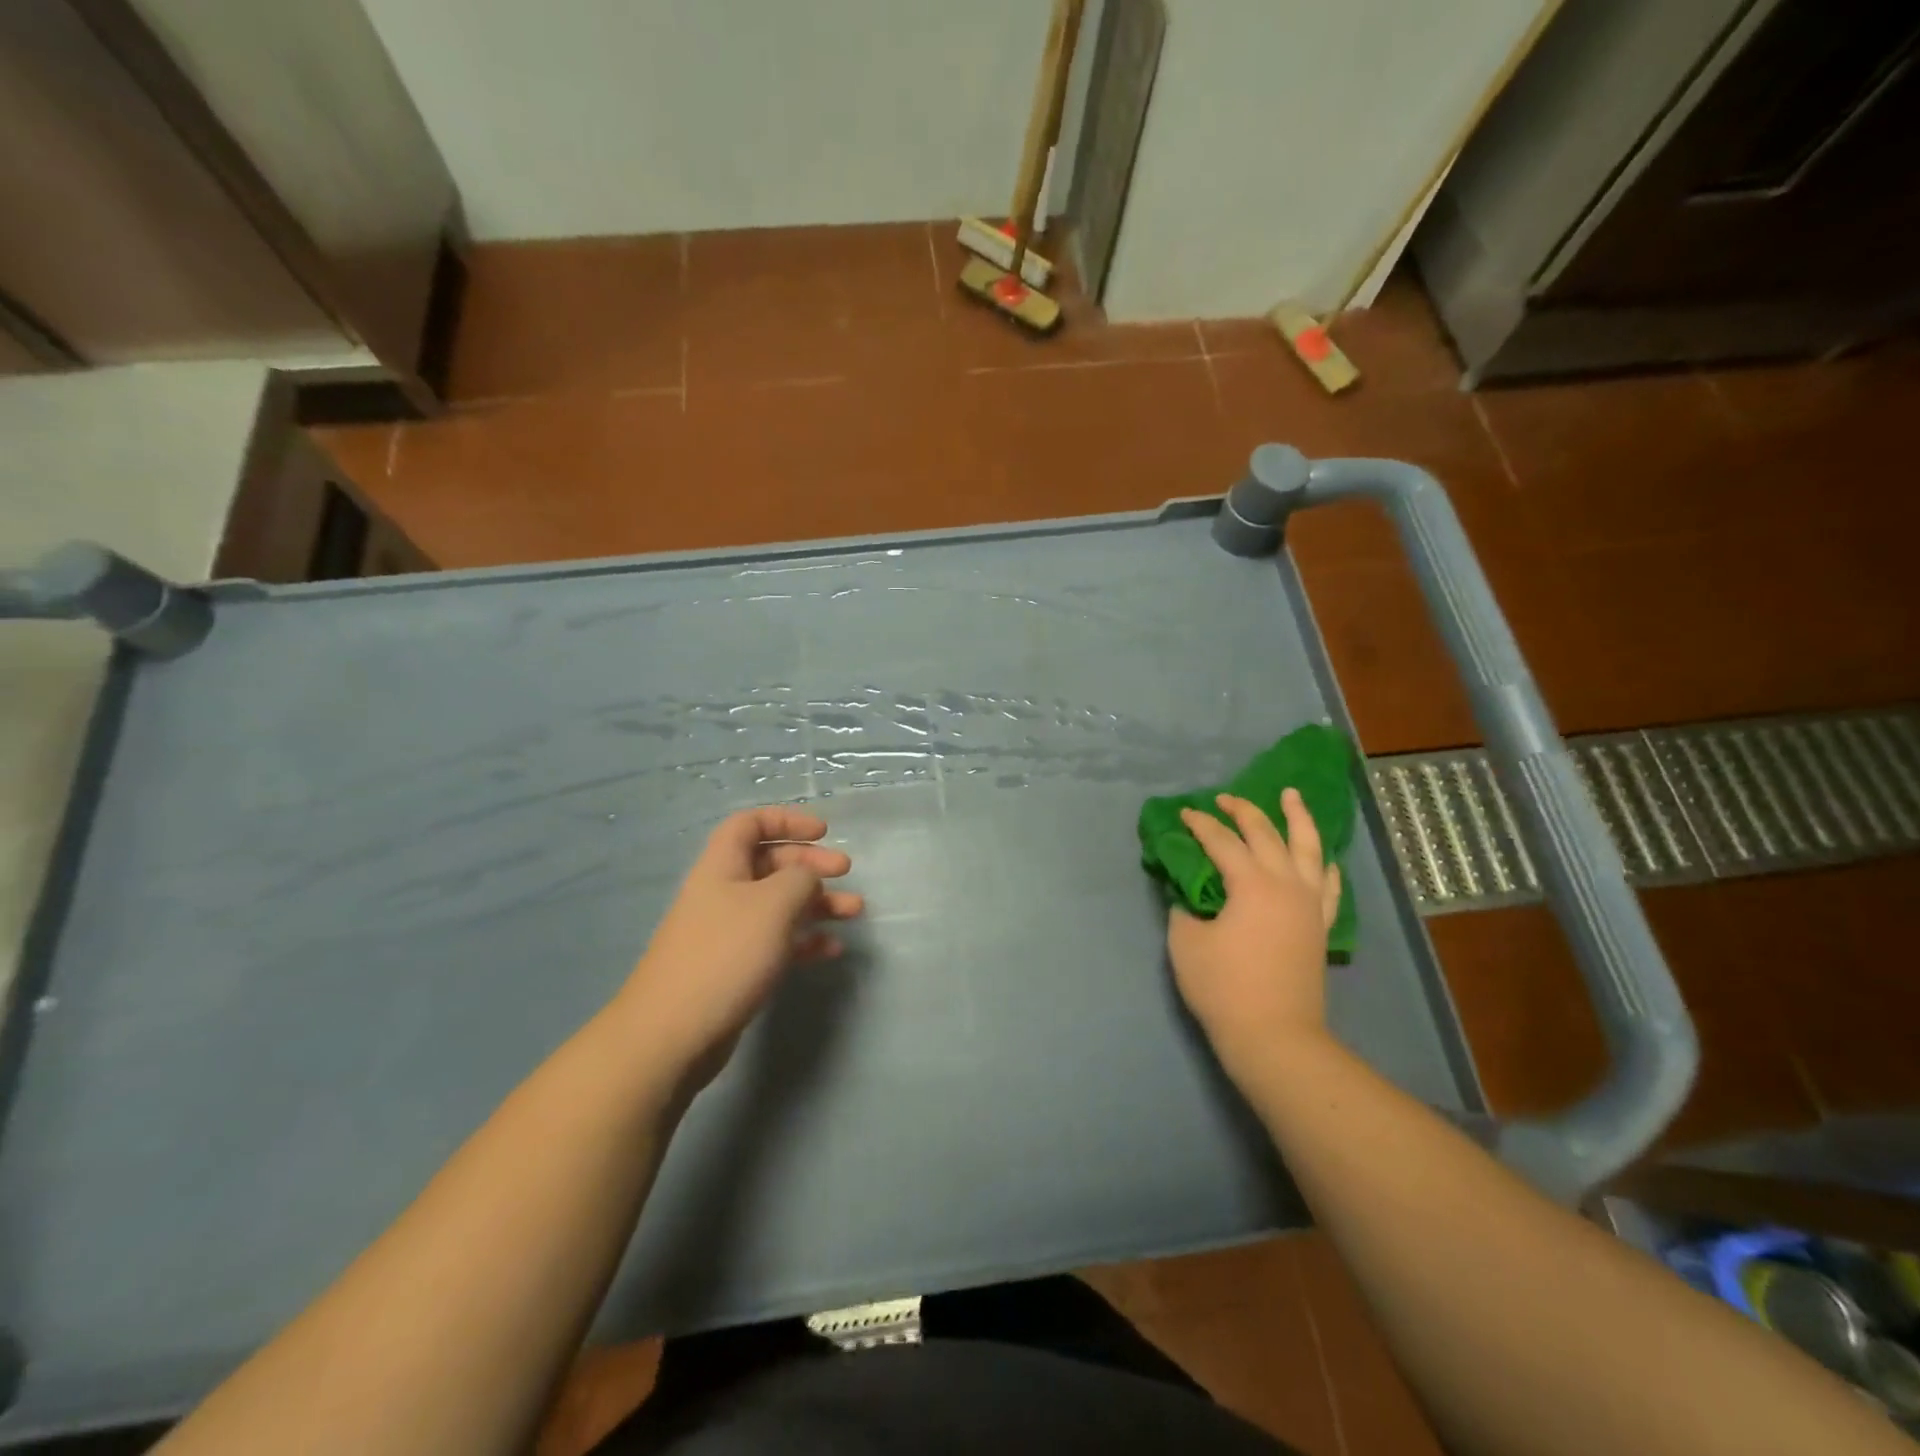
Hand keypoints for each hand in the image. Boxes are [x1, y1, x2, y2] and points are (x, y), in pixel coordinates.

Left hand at [620, 806, 862, 1093]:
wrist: (673, 1033)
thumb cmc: (726, 954)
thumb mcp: (773, 904)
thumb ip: (801, 880)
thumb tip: (808, 880)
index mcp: (722, 866)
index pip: (750, 824)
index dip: (786, 820)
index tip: (823, 832)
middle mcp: (723, 893)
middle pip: (770, 864)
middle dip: (810, 864)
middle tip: (845, 871)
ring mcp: (728, 933)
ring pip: (779, 905)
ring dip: (818, 904)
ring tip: (855, 911)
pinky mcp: (735, 969)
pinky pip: (777, 943)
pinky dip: (805, 941)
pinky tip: (831, 950)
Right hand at [1167, 789, 1340, 1081]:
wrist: (1275, 1036)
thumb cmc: (1224, 988)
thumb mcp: (1186, 943)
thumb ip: (1184, 910)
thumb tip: (1188, 898)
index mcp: (1251, 884)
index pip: (1222, 841)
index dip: (1200, 824)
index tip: (1184, 814)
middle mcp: (1286, 884)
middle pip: (1266, 834)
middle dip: (1243, 811)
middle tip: (1224, 798)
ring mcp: (1309, 904)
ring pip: (1309, 848)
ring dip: (1298, 818)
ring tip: (1291, 795)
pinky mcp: (1319, 926)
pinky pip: (1328, 885)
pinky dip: (1324, 865)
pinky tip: (1322, 857)